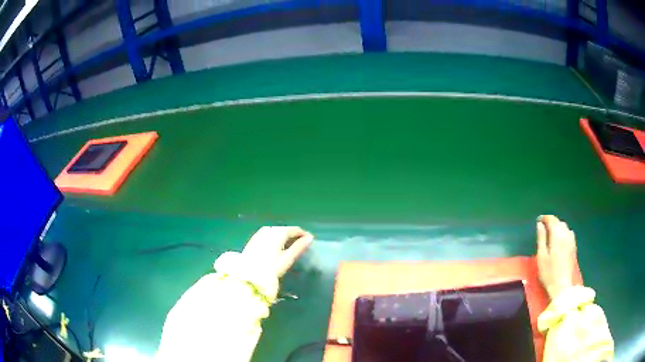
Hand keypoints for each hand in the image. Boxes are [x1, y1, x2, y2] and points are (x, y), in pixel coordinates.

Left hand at [242, 226, 313, 277]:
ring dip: (282, 235)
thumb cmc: (271, 268)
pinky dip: (273, 237)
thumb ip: (299, 247)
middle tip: (299, 243)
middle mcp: (268, 230)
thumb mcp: (287, 258)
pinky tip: (274, 246)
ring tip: (288, 244)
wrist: (248, 275)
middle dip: (292, 234)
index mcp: (278, 233)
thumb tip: (310, 238)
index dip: (302, 234)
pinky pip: (266, 234)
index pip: (293, 229)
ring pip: (274, 231)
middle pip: (283, 229)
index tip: (309, 240)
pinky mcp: (252, 241)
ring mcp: (259, 234)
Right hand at [536, 215, 576, 299]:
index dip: (545, 218)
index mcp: (557, 235)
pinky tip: (560, 239)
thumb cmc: (549, 273)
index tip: (538, 221)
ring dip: (557, 227)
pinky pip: (568, 233)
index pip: (552, 220)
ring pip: (564, 227)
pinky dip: (563, 232)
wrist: (562, 286)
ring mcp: (571, 240)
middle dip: (551, 222)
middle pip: (559, 222)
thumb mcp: (541, 256)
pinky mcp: (573, 247)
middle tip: (543, 227)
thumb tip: (540, 224)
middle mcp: (566, 234)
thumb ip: (541, 238)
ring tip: (551, 233)